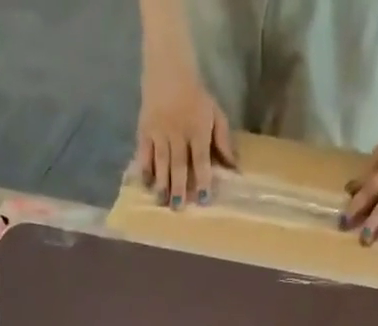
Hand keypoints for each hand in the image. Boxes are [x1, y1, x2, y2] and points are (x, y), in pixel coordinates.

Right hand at [135, 63, 236, 207]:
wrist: (168, 65)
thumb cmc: (195, 95)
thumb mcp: (214, 113)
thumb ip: (223, 140)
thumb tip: (234, 167)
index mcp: (197, 129)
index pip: (201, 158)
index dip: (203, 179)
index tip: (204, 200)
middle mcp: (178, 132)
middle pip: (178, 163)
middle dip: (178, 186)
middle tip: (178, 207)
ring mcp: (159, 131)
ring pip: (160, 160)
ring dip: (161, 182)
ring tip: (161, 201)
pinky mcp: (144, 129)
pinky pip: (144, 152)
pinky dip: (144, 168)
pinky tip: (146, 183)